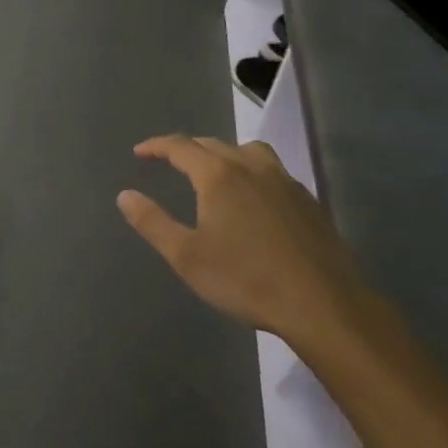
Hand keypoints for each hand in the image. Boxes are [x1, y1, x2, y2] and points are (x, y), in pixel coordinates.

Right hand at [117, 135, 373, 363]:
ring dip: (224, 153)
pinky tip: (254, 197)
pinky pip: (272, 170)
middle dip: (187, 149)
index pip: (180, 146)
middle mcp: (251, 166)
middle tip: (169, 161)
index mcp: (218, 175)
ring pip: (248, 151)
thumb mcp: (187, 257)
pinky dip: (252, 171)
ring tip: (214, 171)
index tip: (140, 152)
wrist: (322, 304)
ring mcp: (284, 181)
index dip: (157, 146)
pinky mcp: (307, 200)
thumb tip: (125, 195)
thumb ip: (153, 222)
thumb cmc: (246, 280)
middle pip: (212, 144)